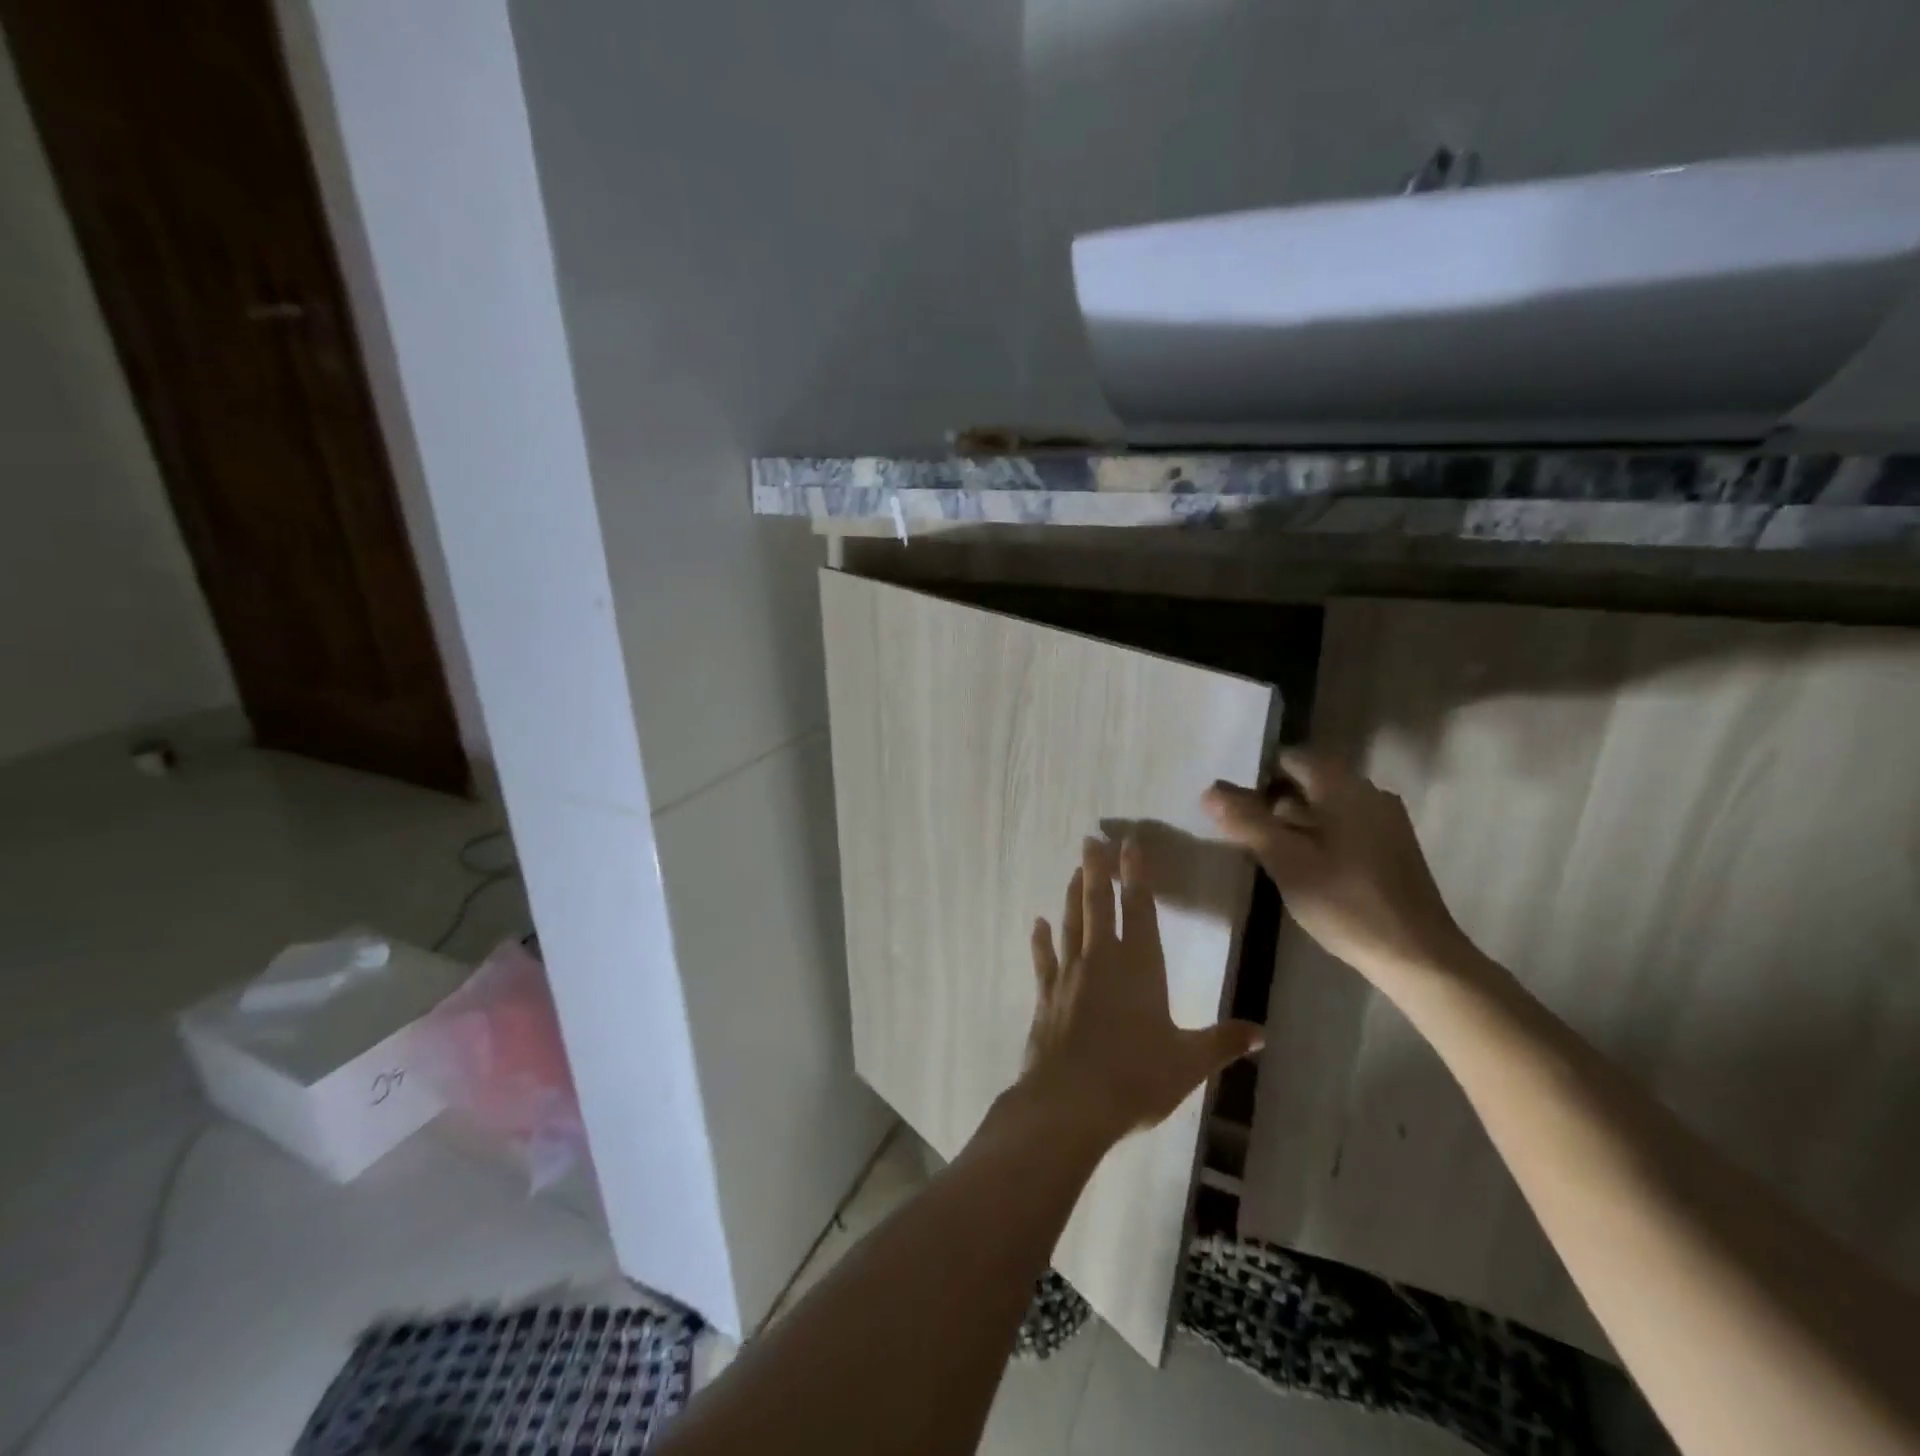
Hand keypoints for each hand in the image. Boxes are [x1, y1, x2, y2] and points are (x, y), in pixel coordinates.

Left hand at [1017, 837, 1264, 1145]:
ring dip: (1073, 895)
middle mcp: (1102, 960)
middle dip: (1097, 870)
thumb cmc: (1136, 1077)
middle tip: (1091, 840)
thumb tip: (1262, 1033)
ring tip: (1074, 870)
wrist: (1070, 1102)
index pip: (1139, 909)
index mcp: (1140, 967)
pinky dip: (1041, 939)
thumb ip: (1222, 1042)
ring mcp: (1070, 975)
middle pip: (1099, 905)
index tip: (1130, 843)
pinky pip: (1044, 958)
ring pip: (1071, 923)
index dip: (1136, 875)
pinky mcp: (1046, 995)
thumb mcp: (1189, 1062)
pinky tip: (1038, 923)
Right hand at [1204, 749, 1474, 990]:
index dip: (1258, 775)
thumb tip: (1210, 789)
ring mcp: (1385, 822)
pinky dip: (1317, 838)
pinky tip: (1303, 868)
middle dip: (1273, 801)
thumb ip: (1246, 821)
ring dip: (1294, 822)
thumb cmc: (1346, 902)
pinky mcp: (1391, 850)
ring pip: (1326, 807)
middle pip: (1309, 782)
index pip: (1292, 758)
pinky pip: (1344, 828)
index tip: (1234, 804)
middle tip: (1242, 831)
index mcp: (1344, 788)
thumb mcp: (1285, 861)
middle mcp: (1368, 794)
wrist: (1417, 956)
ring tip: (1266, 851)